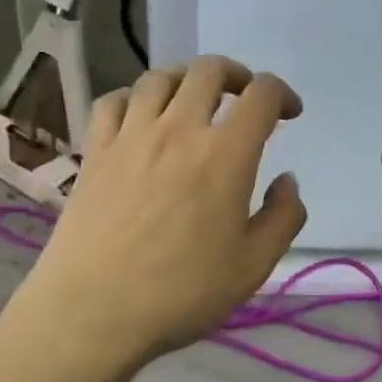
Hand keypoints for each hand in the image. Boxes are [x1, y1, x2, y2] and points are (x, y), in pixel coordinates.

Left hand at [14, 55, 306, 375]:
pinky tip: (140, 117)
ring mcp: (131, 135)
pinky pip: (113, 101)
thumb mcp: (254, 266)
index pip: (260, 95)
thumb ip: (283, 217)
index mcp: (225, 154)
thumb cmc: (181, 292)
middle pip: (209, 70)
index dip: (281, 93)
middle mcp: (179, 129)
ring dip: (186, 80)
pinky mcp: (95, 150)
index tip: (288, 113)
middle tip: (244, 98)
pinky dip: (134, 98)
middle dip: (236, 75)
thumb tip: (286, 181)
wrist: (93, 311)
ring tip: (193, 101)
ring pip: (160, 77)